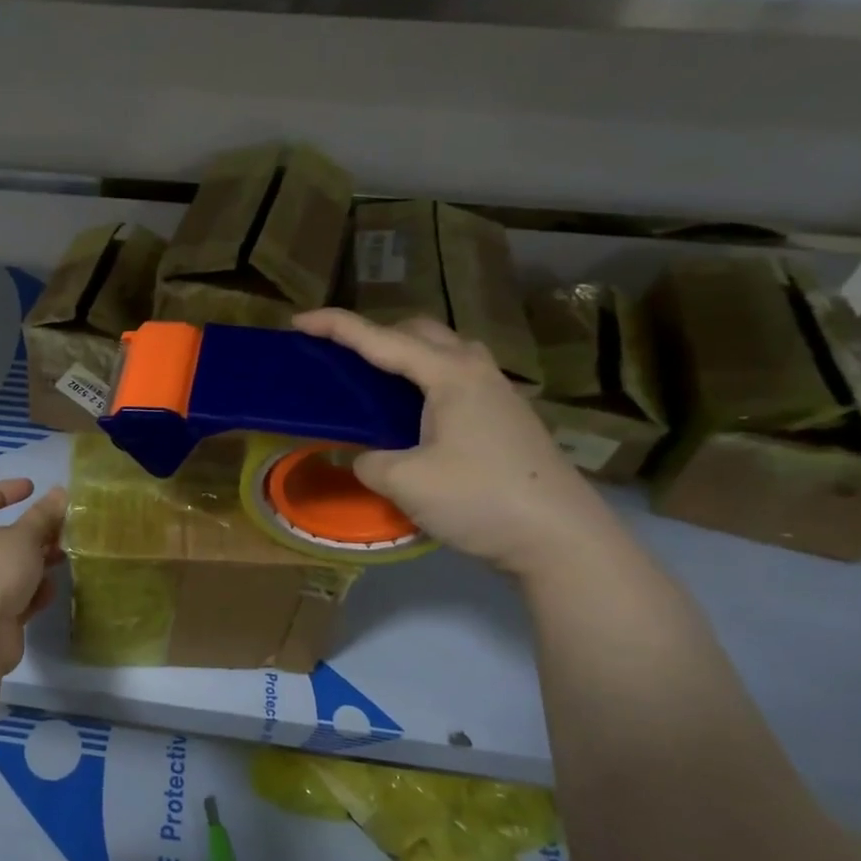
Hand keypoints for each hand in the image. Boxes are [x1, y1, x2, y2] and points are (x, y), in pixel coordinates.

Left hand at [0, 478, 67, 673]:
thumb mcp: (24, 537)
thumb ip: (43, 515)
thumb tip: (59, 492)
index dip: (3, 490)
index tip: (31, 488)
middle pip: (4, 537)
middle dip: (34, 532)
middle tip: (61, 530)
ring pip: (15, 568)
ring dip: (38, 563)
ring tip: (64, 559)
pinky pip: (20, 598)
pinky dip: (34, 594)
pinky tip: (49, 594)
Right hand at [294, 309, 623, 577]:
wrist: (562, 539)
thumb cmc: (482, 499)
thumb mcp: (406, 482)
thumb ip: (369, 462)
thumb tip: (364, 458)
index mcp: (450, 374)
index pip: (381, 340)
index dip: (336, 327)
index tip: (298, 321)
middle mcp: (475, 371)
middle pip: (419, 332)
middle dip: (375, 333)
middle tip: (340, 357)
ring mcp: (497, 393)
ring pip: (442, 353)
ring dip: (404, 356)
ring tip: (373, 383)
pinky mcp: (504, 418)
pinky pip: (454, 380)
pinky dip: (422, 382)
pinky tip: (411, 416)